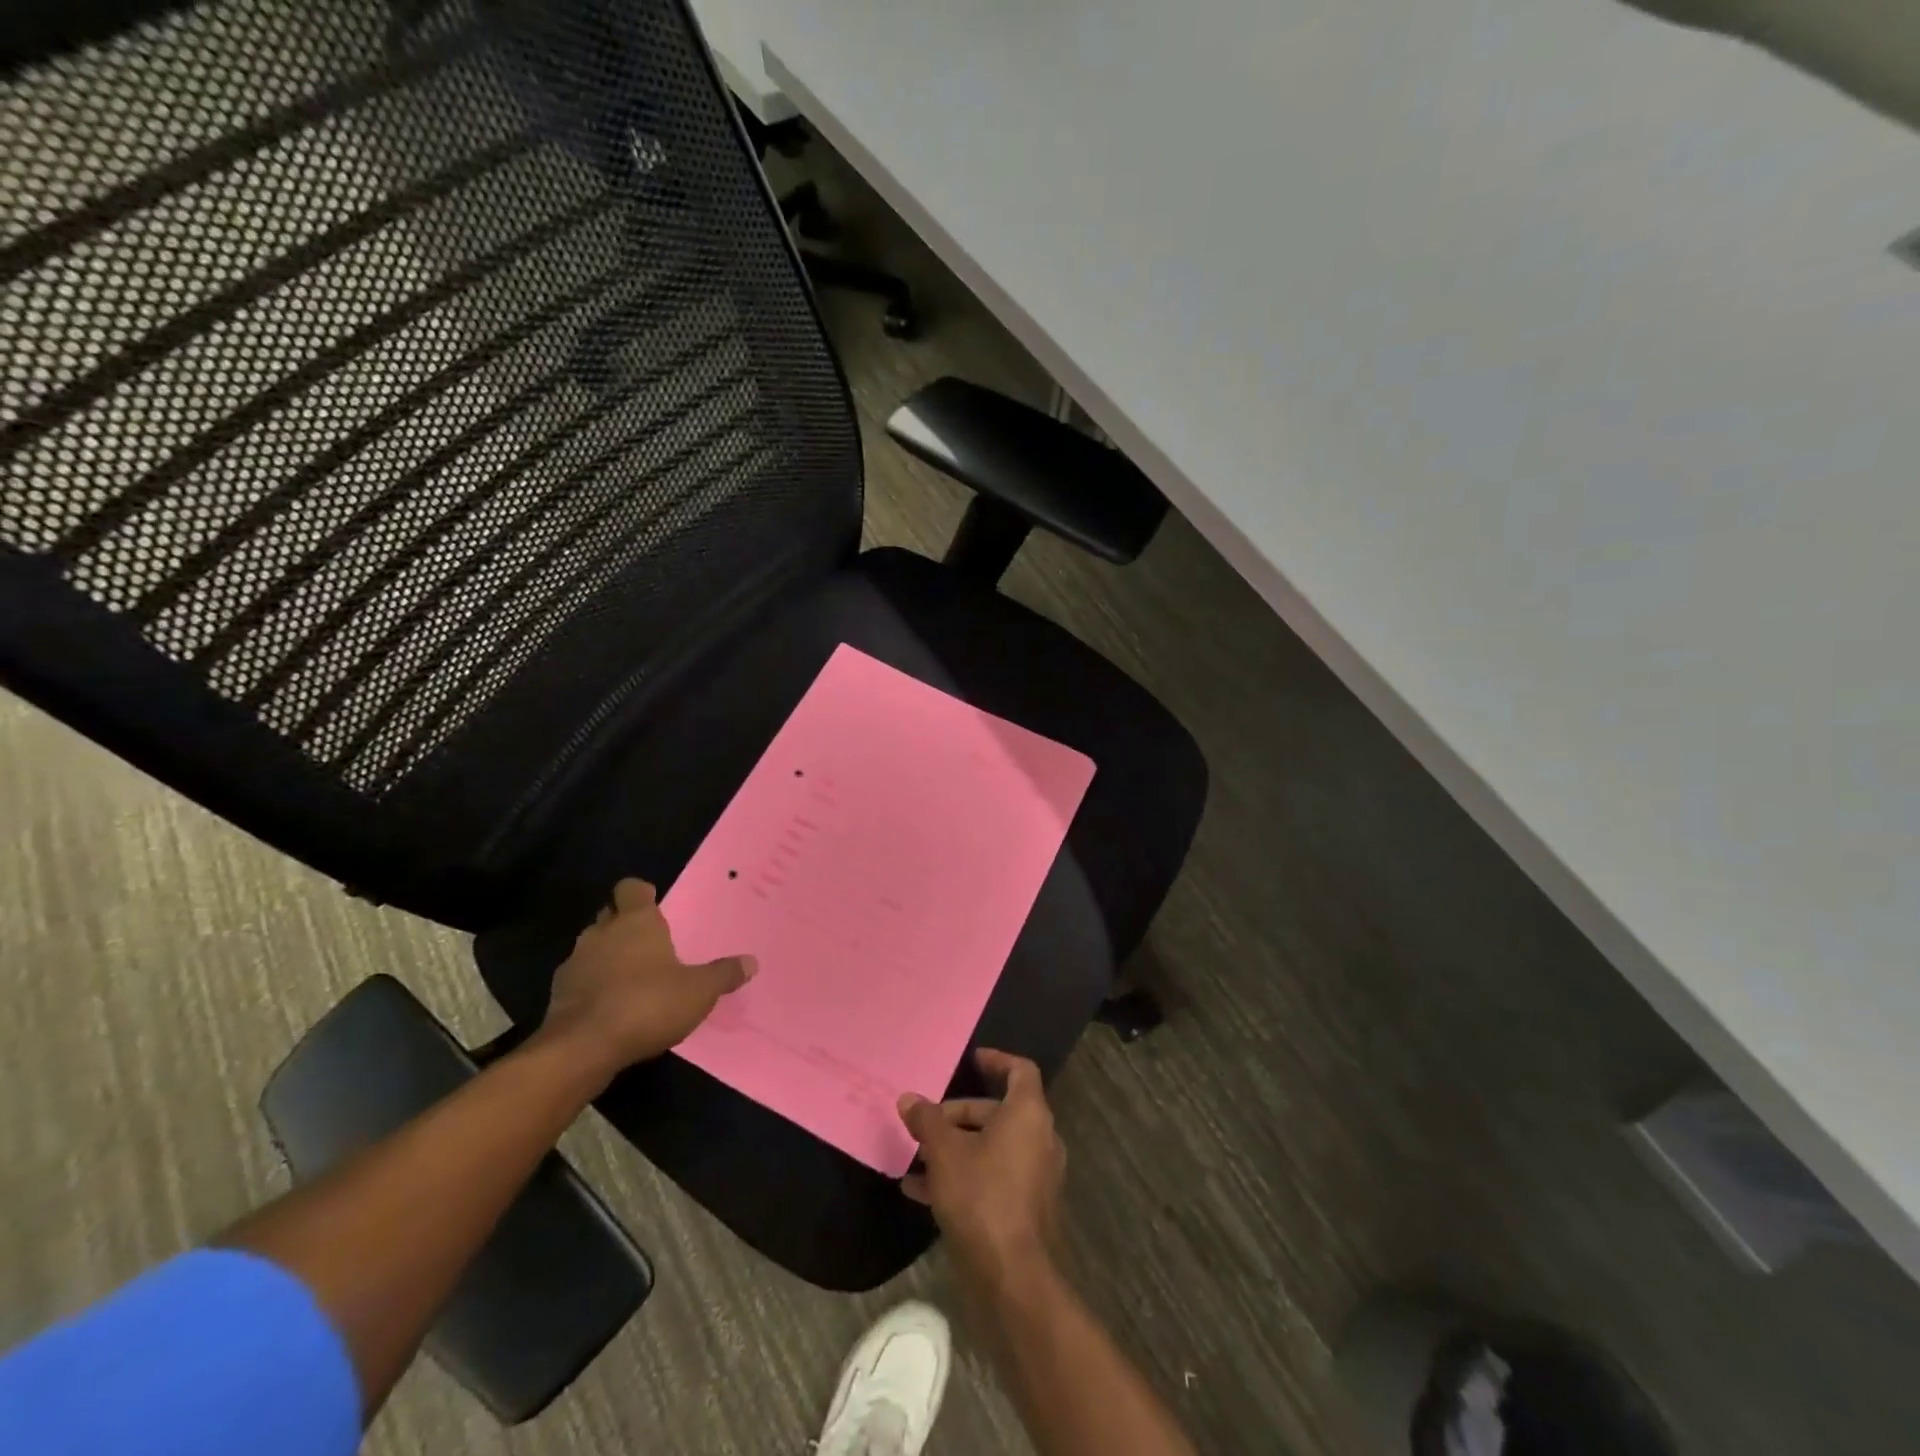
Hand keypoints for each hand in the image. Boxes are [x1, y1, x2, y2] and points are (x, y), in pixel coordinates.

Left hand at [540, 878, 755, 1084]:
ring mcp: (575, 962)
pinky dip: (593, 985)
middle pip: (610, 914)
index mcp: (636, 921)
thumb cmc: (647, 1004)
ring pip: (592, 946)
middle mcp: (602, 933)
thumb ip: (724, 974)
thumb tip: (751, 962)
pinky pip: (580, 978)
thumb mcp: (699, 991)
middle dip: (625, 923)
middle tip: (649, 942)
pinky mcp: (558, 994)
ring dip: (607, 955)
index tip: (655, 904)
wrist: (582, 1048)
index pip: (631, 888)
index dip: (642, 893)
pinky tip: (610, 1006)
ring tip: (631, 977)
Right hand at [898, 1049, 1065, 1289]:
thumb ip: (927, 1121)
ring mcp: (1036, 1174)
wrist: (1013, 1277)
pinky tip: (922, 1191)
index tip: (972, 1060)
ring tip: (917, 1158)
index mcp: (1028, 1114)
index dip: (997, 1061)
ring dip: (957, 1147)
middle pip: (999, 1111)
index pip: (1020, 1071)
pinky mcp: (1027, 1206)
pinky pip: (994, 1175)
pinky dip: (965, 1174)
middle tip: (926, 1124)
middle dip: (959, 1115)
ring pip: (993, 1146)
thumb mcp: (945, 1153)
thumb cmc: (982, 1197)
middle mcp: (1040, 1138)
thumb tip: (909, 1099)